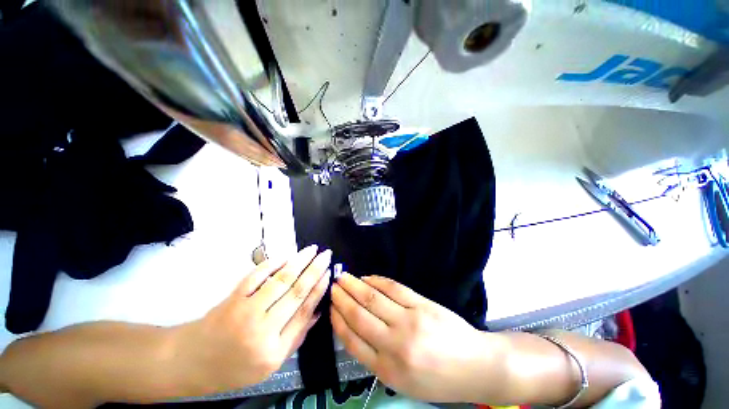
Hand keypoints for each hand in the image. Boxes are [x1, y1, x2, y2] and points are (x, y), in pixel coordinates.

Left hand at [173, 245, 330, 394]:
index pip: (304, 311)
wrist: (191, 362)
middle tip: (326, 254)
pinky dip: (273, 263)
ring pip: (281, 280)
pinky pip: (257, 275)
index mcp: (274, 350)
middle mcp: (263, 329)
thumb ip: (296, 336)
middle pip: (297, 292)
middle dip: (315, 269)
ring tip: (312, 249)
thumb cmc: (234, 367)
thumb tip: (317, 311)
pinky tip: (286, 256)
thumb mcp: (269, 364)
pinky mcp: (233, 297)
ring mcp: (246, 310)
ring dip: (299, 261)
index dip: (319, 289)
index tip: (329, 273)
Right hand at [331, 274, 499, 402]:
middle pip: (359, 316)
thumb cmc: (438, 379)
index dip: (338, 321)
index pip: (353, 341)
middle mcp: (394, 344)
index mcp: (388, 370)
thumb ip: (377, 358)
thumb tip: (355, 331)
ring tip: (343, 277)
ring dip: (355, 286)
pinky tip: (367, 278)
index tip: (330, 308)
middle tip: (332, 286)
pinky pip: (393, 289)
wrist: (475, 366)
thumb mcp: (403, 381)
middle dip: (342, 299)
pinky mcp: (421, 304)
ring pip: (373, 299)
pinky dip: (377, 281)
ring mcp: (409, 321)